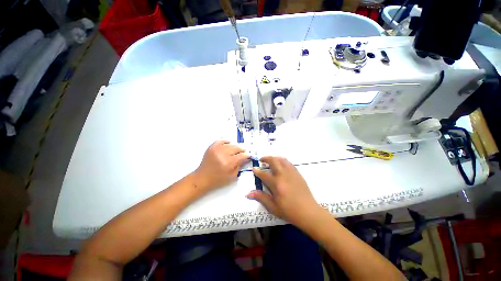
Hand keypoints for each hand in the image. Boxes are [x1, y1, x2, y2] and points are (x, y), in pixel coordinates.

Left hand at [193, 140, 249, 192]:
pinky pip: (221, 141)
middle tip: (244, 152)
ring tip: (236, 150)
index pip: (242, 156)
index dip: (247, 155)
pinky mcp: (212, 147)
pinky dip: (226, 142)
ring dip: (235, 147)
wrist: (203, 178)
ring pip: (230, 144)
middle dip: (242, 150)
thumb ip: (240, 166)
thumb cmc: (218, 179)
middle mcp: (223, 154)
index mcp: (229, 163)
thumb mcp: (232, 176)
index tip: (249, 155)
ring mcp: (217, 149)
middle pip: (237, 148)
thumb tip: (246, 158)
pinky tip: (229, 144)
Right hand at [247, 157, 321, 227]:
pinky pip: (289, 163)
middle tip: (261, 160)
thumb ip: (261, 197)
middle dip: (266, 158)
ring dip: (274, 158)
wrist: (308, 212)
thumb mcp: (273, 207)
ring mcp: (292, 173)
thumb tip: (248, 193)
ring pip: (282, 160)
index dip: (257, 171)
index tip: (254, 168)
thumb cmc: (289, 211)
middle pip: (273, 161)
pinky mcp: (298, 173)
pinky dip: (282, 161)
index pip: (264, 174)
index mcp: (276, 184)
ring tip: (271, 161)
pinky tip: (281, 165)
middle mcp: (283, 175)